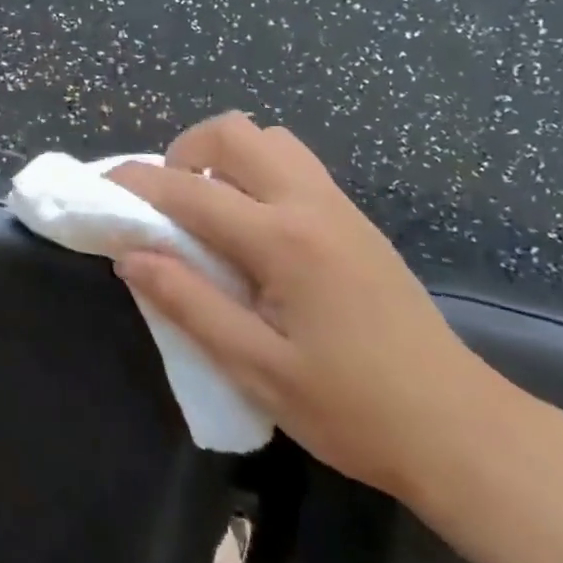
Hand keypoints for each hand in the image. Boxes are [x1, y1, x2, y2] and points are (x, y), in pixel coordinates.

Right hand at [109, 113, 503, 500]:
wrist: (461, 430)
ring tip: (209, 210)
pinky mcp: (354, 219)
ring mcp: (338, 205)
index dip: (136, 184)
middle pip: (233, 133)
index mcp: (282, 240)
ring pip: (268, 138)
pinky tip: (251, 227)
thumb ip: (188, 303)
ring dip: (225, 157)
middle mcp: (309, 204)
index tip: (101, 187)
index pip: (189, 191)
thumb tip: (130, 256)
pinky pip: (293, 163)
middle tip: (168, 203)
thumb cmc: (354, 409)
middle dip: (184, 152)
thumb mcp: (257, 368)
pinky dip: (256, 171)